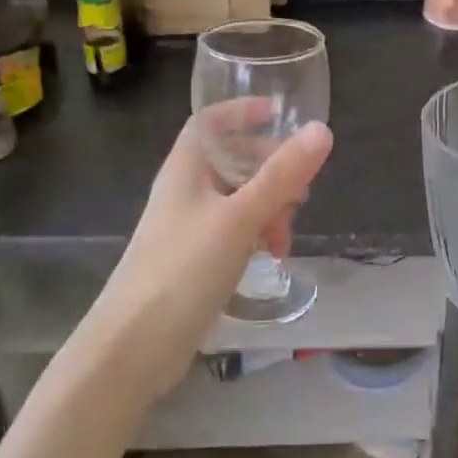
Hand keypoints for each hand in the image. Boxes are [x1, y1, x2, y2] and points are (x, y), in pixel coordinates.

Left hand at [71, 113, 332, 409]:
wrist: (134, 346)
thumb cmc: (183, 268)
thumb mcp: (240, 217)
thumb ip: (282, 175)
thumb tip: (322, 130)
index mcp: (186, 168)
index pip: (211, 121)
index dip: (242, 111)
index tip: (280, 114)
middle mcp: (185, 190)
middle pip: (232, 160)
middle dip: (271, 169)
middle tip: (302, 190)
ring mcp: (188, 227)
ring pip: (238, 199)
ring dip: (268, 208)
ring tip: (285, 235)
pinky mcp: (193, 260)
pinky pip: (233, 232)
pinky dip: (256, 235)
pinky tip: (272, 257)